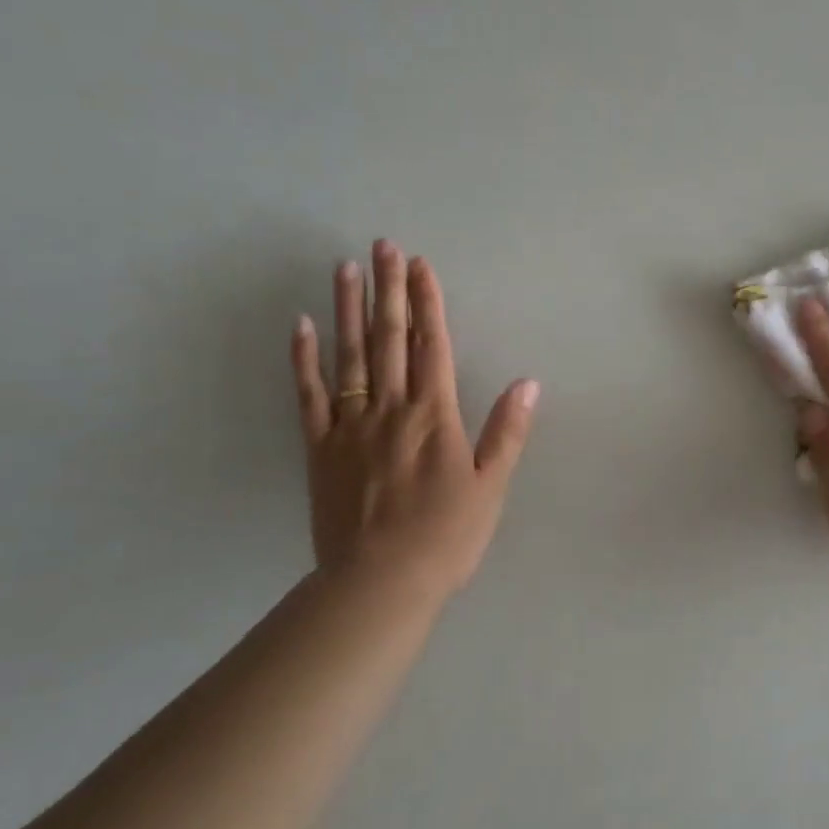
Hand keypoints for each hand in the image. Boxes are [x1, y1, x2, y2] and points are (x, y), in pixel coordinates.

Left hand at [290, 240, 538, 599]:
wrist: (380, 582)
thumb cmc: (446, 537)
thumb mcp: (491, 487)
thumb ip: (507, 432)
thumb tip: (527, 382)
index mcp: (434, 416)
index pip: (432, 345)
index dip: (428, 302)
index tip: (420, 265)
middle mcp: (391, 409)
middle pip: (390, 339)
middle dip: (388, 290)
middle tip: (382, 246)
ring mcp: (350, 427)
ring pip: (349, 356)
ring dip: (348, 310)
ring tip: (346, 268)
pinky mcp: (319, 449)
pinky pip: (309, 396)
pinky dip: (304, 360)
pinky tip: (301, 327)